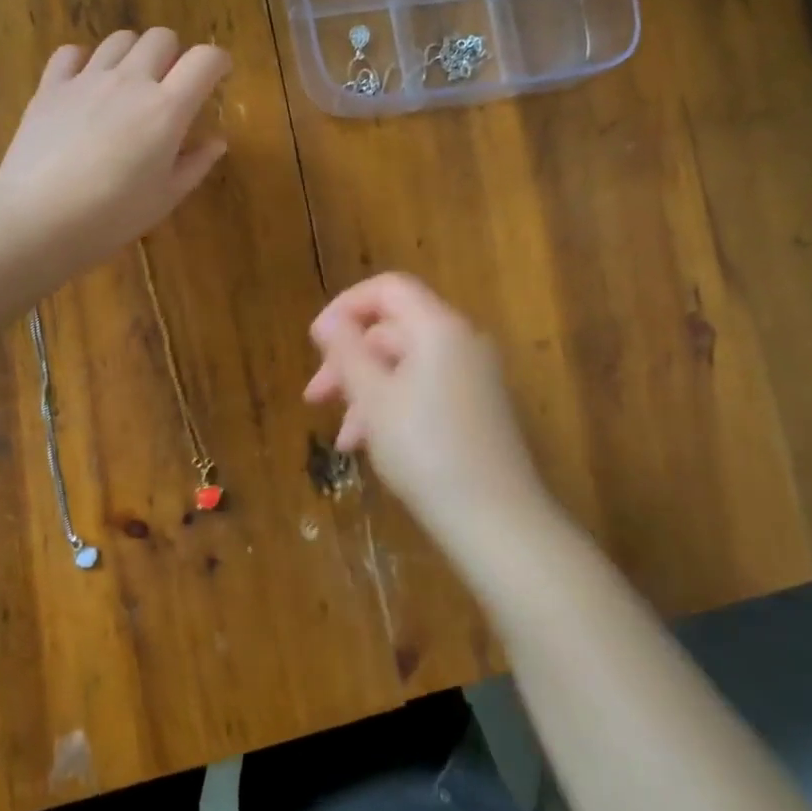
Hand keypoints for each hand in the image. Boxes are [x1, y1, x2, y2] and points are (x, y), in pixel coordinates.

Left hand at [0, 28, 230, 273]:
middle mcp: (130, 81)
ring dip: (134, 54)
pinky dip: (85, 61)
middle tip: (170, 85)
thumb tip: (215, 140)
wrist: (37, 220)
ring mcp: (87, 79)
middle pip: (162, 38)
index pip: (205, 60)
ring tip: (129, 83)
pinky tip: (86, 84)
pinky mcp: (51, 87)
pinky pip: (72, 53)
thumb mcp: (165, 197)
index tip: (219, 75)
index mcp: (167, 109)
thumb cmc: (112, 216)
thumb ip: (195, 163)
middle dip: (174, 55)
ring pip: (120, 39)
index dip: (218, 61)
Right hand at [305, 273, 552, 548]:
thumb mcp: (373, 398)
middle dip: (349, 360)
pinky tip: (370, 445)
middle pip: (393, 330)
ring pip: (405, 366)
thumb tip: (328, 321)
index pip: (388, 289)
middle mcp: (461, 341)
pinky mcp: (476, 408)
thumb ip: (347, 351)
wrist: (496, 521)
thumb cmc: (425, 449)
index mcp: (439, 327)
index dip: (346, 306)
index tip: (316, 342)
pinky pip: (424, 390)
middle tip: (315, 396)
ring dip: (366, 392)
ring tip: (342, 438)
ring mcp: (473, 376)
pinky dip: (392, 408)